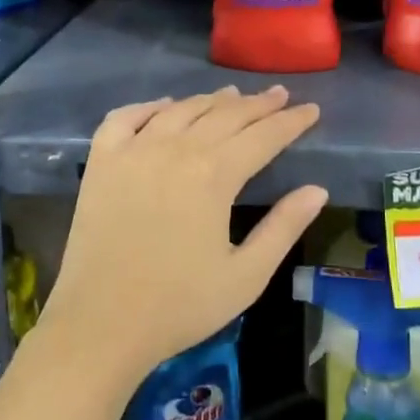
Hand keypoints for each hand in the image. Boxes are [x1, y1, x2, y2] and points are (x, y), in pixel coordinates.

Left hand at [38, 86, 325, 382]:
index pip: (264, 136)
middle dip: (258, 104)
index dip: (291, 121)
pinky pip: (126, 117)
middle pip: (225, 114)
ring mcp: (134, 151)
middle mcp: (176, 149)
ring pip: (181, 109)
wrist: (101, 325)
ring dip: (211, 100)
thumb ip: (284, 228)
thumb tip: (317, 190)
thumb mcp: (246, 276)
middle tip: (279, 94)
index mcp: (214, 175)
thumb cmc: (180, 305)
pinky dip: (149, 106)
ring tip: (233, 95)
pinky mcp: (101, 161)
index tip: (311, 109)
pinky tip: (165, 107)